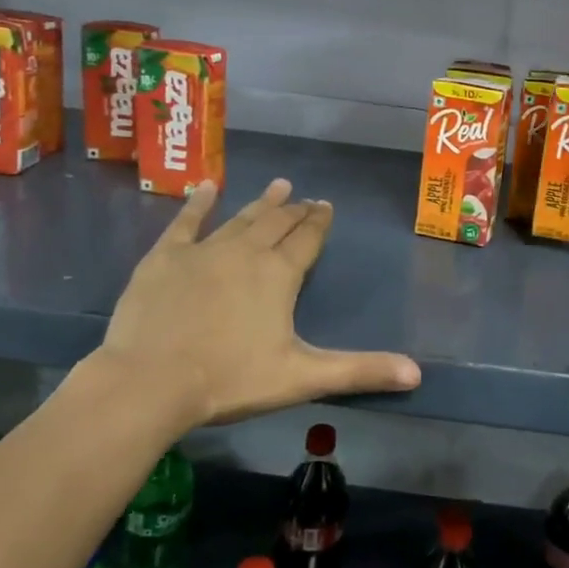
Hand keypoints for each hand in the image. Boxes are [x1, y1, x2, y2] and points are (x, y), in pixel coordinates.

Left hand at [94, 180, 420, 429]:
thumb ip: (360, 371)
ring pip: (239, 218)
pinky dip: (198, 203)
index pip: (307, 239)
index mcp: (279, 274)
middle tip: (304, 197)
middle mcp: (246, 252)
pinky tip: (206, 187)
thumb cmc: (230, 379)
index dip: (319, 222)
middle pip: (276, 223)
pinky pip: (185, 222)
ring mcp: (203, 251)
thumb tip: (417, 374)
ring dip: (260, 202)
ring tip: (277, 185)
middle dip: (294, 210)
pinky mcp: (165, 258)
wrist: (150, 382)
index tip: (326, 206)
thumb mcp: (302, 378)